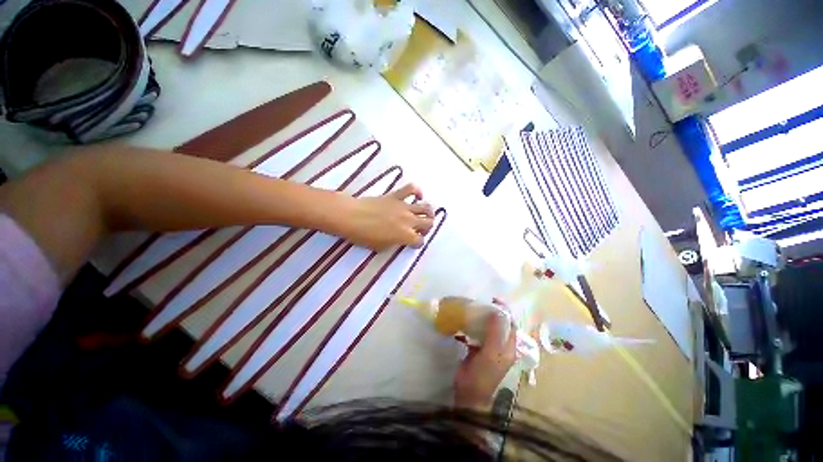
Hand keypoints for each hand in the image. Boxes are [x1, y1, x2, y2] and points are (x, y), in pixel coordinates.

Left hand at [338, 183, 434, 250]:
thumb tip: (400, 239)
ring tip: (424, 214)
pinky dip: (417, 191)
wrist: (350, 217)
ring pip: (426, 207)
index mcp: (405, 236)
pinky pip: (411, 189)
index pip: (420, 241)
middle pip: (428, 223)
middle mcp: (409, 221)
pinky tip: (417, 196)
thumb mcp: (381, 247)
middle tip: (419, 230)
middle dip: (427, 228)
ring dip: (428, 212)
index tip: (413, 243)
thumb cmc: (363, 236)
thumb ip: (396, 243)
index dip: (418, 243)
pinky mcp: (396, 196)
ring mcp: (404, 207)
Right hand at [454, 311, 516, 408]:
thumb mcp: (491, 354)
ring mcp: (489, 348)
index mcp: (509, 347)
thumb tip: (498, 311)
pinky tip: (463, 322)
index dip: (505, 310)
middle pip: (499, 325)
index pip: (511, 324)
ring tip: (472, 309)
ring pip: (488, 328)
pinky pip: (477, 334)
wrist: (468, 394)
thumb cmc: (482, 375)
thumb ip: (495, 333)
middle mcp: (501, 346)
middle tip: (480, 302)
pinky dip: (472, 326)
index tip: (493, 299)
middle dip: (492, 312)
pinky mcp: (477, 350)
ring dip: (481, 318)